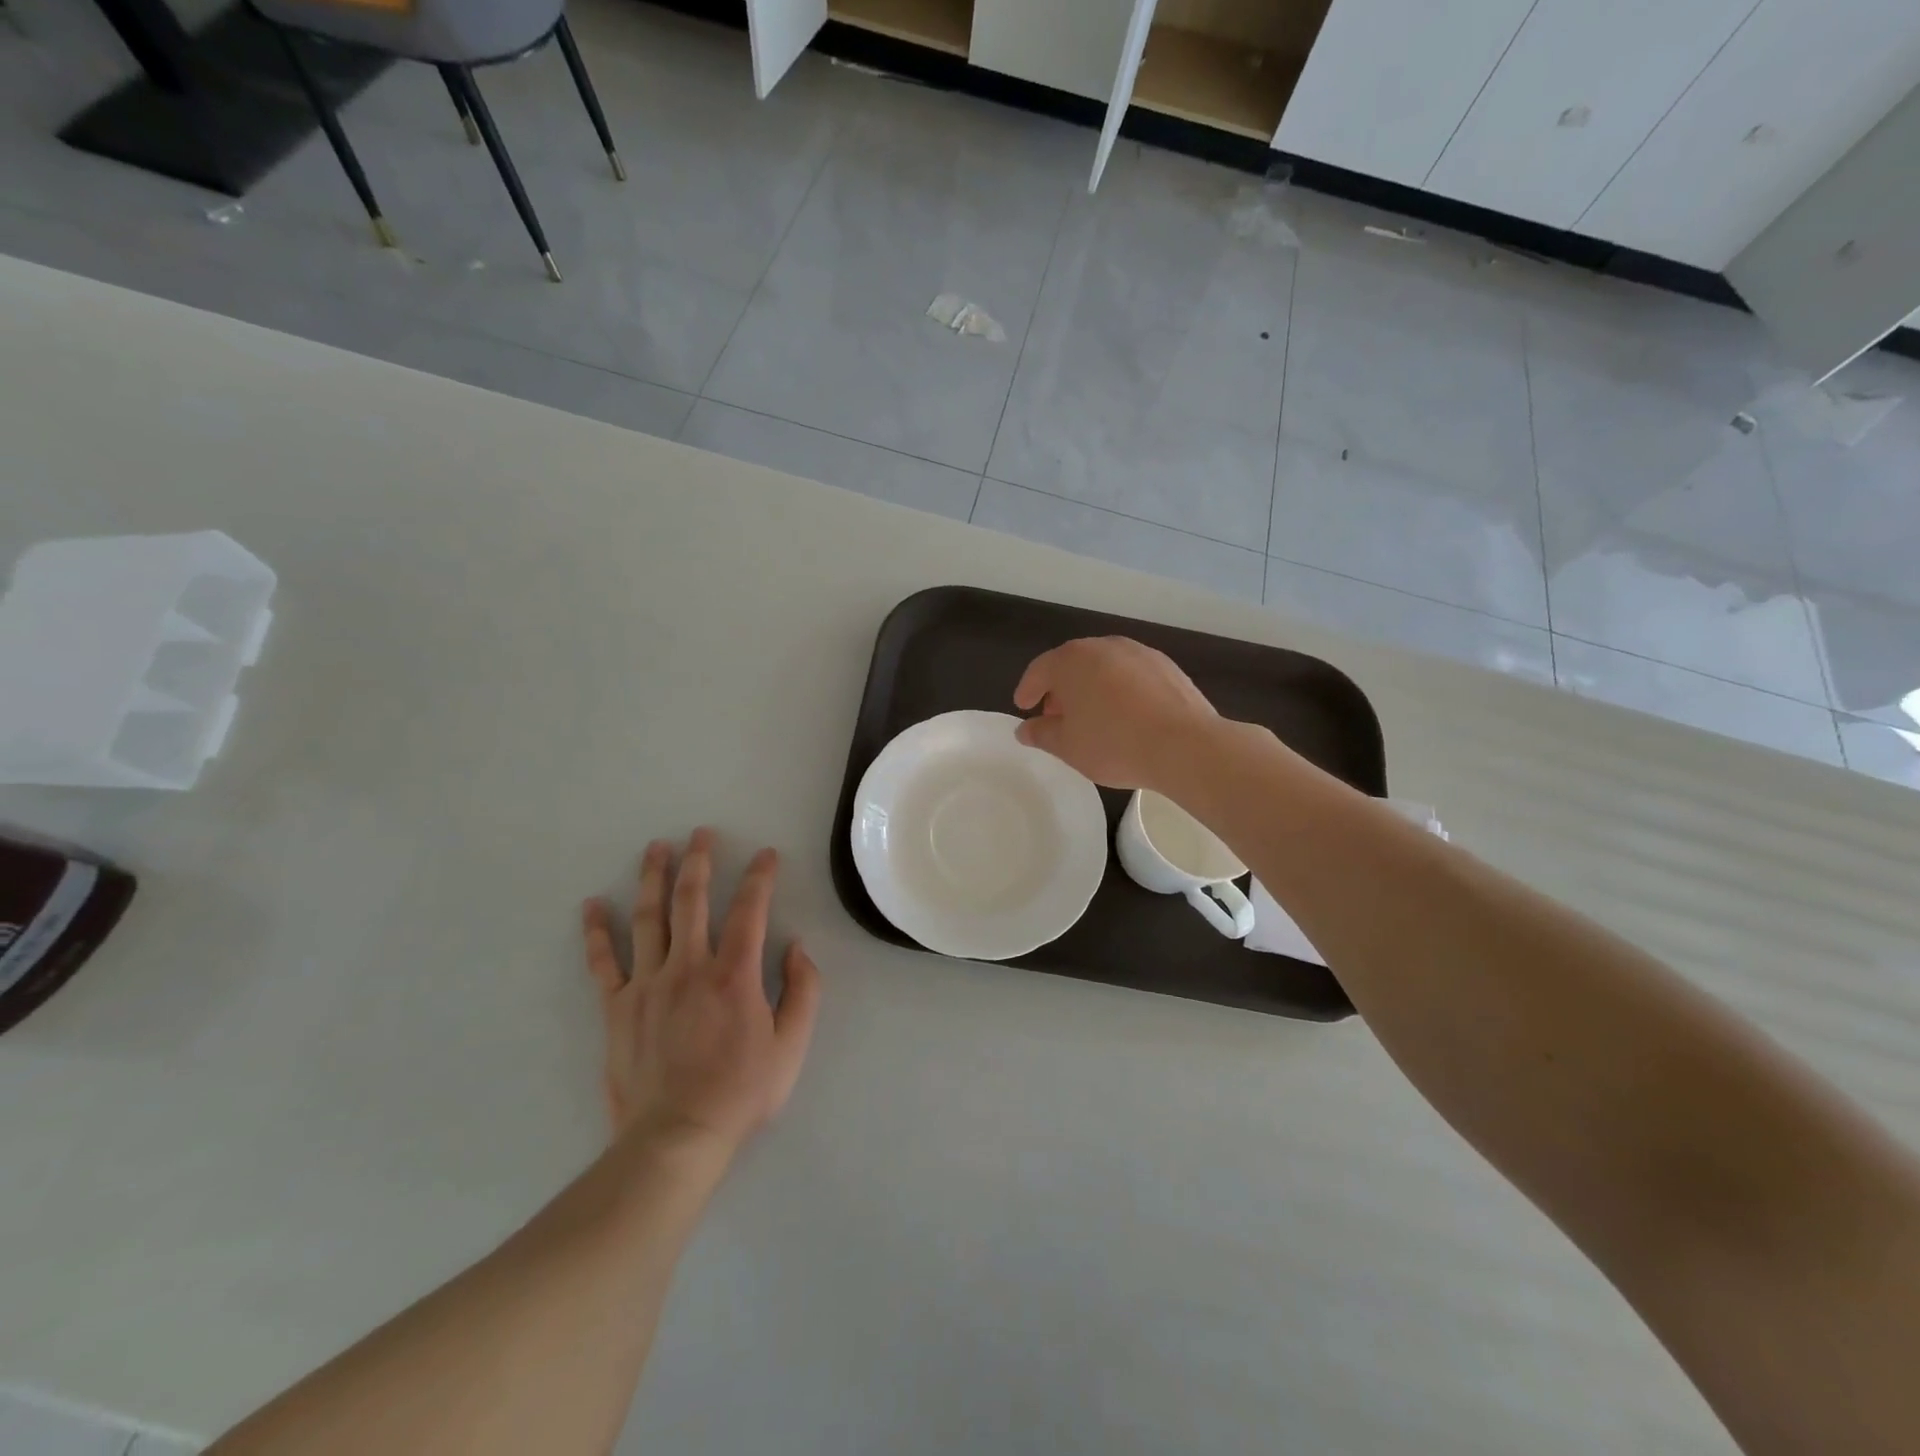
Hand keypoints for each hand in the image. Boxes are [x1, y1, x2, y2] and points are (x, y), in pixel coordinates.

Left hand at [582, 829, 821, 1156]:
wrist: (675, 1138)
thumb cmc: (740, 1092)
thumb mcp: (791, 1045)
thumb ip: (803, 991)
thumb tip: (796, 947)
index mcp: (734, 974)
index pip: (750, 910)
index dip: (760, 877)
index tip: (765, 854)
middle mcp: (688, 967)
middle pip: (692, 901)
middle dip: (699, 861)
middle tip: (700, 833)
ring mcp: (647, 984)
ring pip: (648, 918)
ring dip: (653, 878)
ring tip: (655, 848)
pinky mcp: (617, 1007)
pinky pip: (603, 962)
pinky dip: (596, 932)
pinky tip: (591, 905)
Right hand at [1013, 636, 1219, 790]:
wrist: (1184, 745)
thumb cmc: (1114, 744)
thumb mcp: (1067, 746)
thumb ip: (1041, 734)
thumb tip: (1025, 729)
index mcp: (1071, 661)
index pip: (1040, 670)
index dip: (1028, 689)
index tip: (1023, 706)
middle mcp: (1103, 646)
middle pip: (1072, 664)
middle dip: (1060, 688)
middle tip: (1056, 715)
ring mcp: (1138, 652)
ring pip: (1103, 666)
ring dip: (1091, 687)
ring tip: (1091, 716)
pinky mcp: (1165, 665)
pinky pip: (1130, 674)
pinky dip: (1120, 689)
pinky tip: (1125, 714)